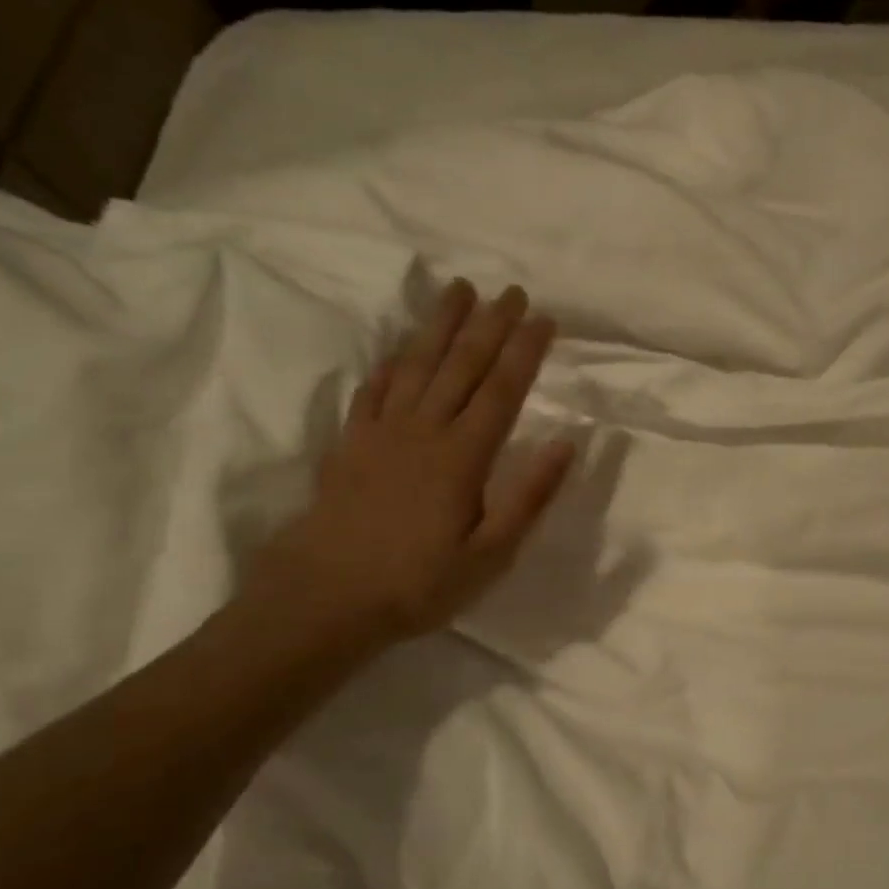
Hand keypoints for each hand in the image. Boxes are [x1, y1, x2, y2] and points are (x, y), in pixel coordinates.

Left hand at [249, 279, 575, 644]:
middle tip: (511, 290)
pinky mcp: (350, 443)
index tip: (544, 318)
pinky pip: (374, 389)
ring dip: (440, 325)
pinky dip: (391, 362)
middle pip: (461, 366)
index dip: (524, 352)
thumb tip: (565, 444)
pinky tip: (402, 347)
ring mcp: (381, 433)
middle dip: (490, 324)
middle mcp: (423, 431)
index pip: (502, 391)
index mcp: (462, 457)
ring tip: (459, 290)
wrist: (323, 599)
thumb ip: (528, 498)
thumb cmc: (417, 583)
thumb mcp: (490, 556)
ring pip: (417, 365)